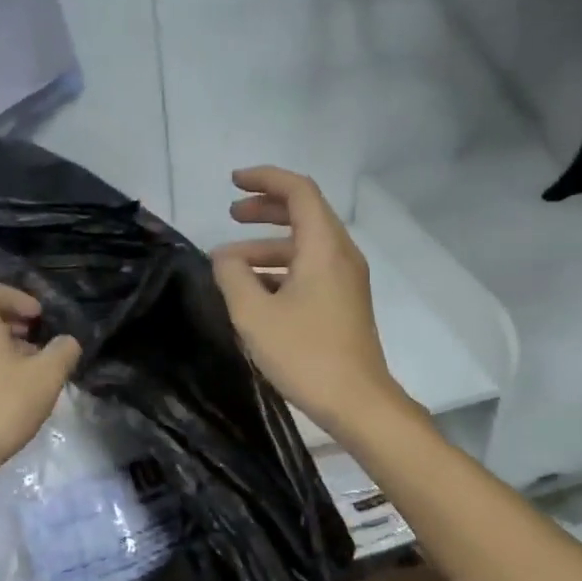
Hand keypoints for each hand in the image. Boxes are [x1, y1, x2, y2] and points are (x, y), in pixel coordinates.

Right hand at [210, 167, 408, 435]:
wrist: (357, 401)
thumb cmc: (304, 353)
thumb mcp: (254, 314)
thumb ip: (232, 276)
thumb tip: (224, 257)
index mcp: (324, 247)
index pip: (299, 191)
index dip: (265, 179)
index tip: (233, 183)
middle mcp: (341, 255)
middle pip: (304, 213)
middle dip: (266, 209)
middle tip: (231, 214)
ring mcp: (346, 280)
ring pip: (305, 245)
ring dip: (268, 245)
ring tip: (230, 263)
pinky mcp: (344, 302)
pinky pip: (311, 269)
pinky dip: (281, 268)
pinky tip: (254, 291)